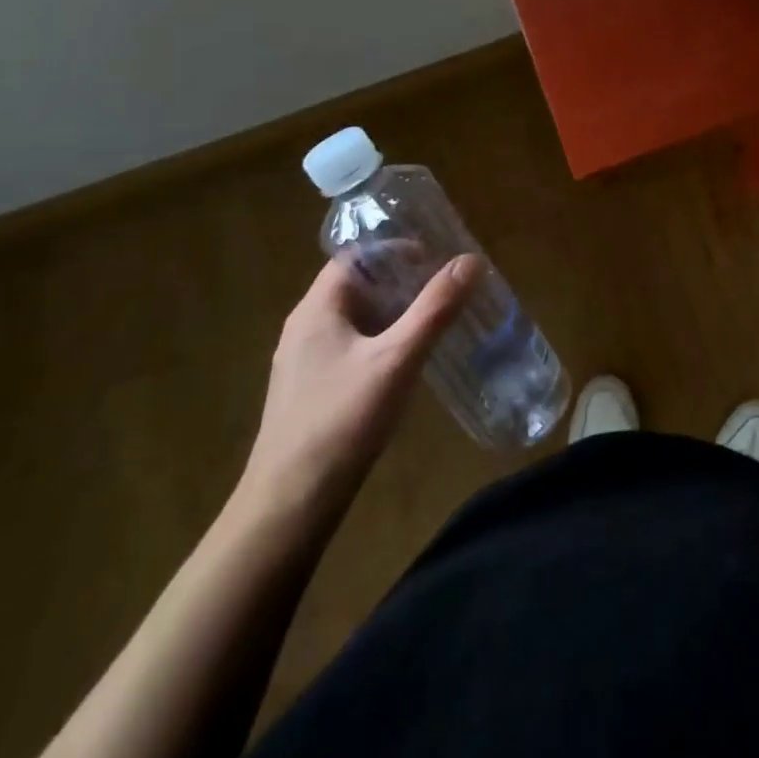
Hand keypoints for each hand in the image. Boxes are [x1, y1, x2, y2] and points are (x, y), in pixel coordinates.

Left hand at [237, 253, 479, 518]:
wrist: (288, 507)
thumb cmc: (342, 420)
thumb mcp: (397, 358)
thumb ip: (434, 309)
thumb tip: (470, 261)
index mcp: (316, 309)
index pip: (355, 257)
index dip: (394, 250)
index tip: (434, 259)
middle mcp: (304, 328)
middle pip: (356, 287)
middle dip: (400, 283)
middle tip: (444, 289)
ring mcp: (303, 364)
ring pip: (354, 321)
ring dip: (392, 314)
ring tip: (434, 321)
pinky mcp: (310, 393)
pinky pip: (350, 350)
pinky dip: (380, 343)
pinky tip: (406, 365)